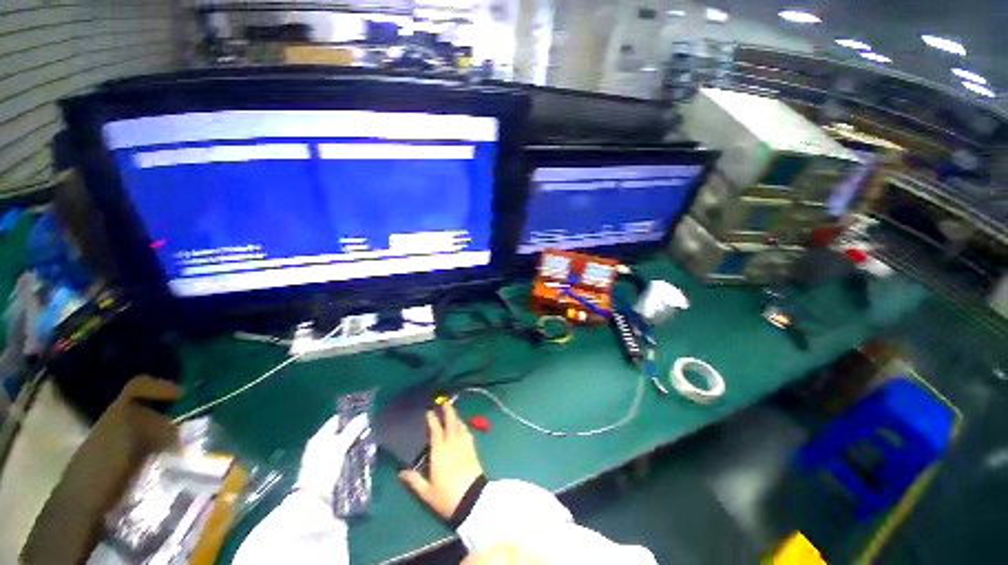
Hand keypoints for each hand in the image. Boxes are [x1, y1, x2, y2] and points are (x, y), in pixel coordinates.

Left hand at [296, 413, 367, 501]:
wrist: (313, 498)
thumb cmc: (324, 468)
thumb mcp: (339, 446)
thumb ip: (352, 430)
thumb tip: (364, 416)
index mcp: (319, 437)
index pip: (337, 421)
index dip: (350, 417)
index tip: (365, 416)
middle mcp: (319, 446)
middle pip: (340, 433)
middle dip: (355, 431)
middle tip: (370, 429)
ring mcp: (323, 459)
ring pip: (343, 446)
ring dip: (355, 444)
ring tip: (369, 442)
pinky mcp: (329, 471)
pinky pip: (344, 457)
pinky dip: (352, 455)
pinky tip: (362, 457)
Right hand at [399, 403, 483, 518]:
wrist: (472, 500)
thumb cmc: (447, 497)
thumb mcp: (427, 492)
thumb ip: (414, 480)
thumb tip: (401, 472)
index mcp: (439, 452)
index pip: (436, 430)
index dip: (433, 419)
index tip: (429, 412)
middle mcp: (452, 444)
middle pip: (451, 422)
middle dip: (448, 411)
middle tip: (445, 402)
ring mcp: (464, 445)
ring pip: (460, 426)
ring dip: (456, 417)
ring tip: (452, 412)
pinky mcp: (472, 450)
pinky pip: (467, 433)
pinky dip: (463, 426)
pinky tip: (462, 426)